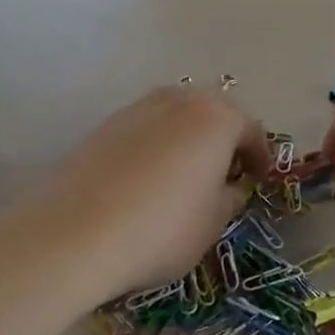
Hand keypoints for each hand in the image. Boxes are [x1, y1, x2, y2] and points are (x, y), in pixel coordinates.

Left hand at [27, 87, 271, 301]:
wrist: (74, 234)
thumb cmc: (161, 229)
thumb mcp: (213, 223)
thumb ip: (229, 197)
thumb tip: (227, 187)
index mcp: (215, 117)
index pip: (251, 130)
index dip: (260, 157)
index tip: (259, 180)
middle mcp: (178, 100)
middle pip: (212, 113)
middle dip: (224, 140)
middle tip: (225, 173)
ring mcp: (136, 108)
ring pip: (176, 117)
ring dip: (188, 139)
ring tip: (186, 175)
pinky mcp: (103, 126)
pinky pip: (145, 130)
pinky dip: (156, 146)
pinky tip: (148, 180)